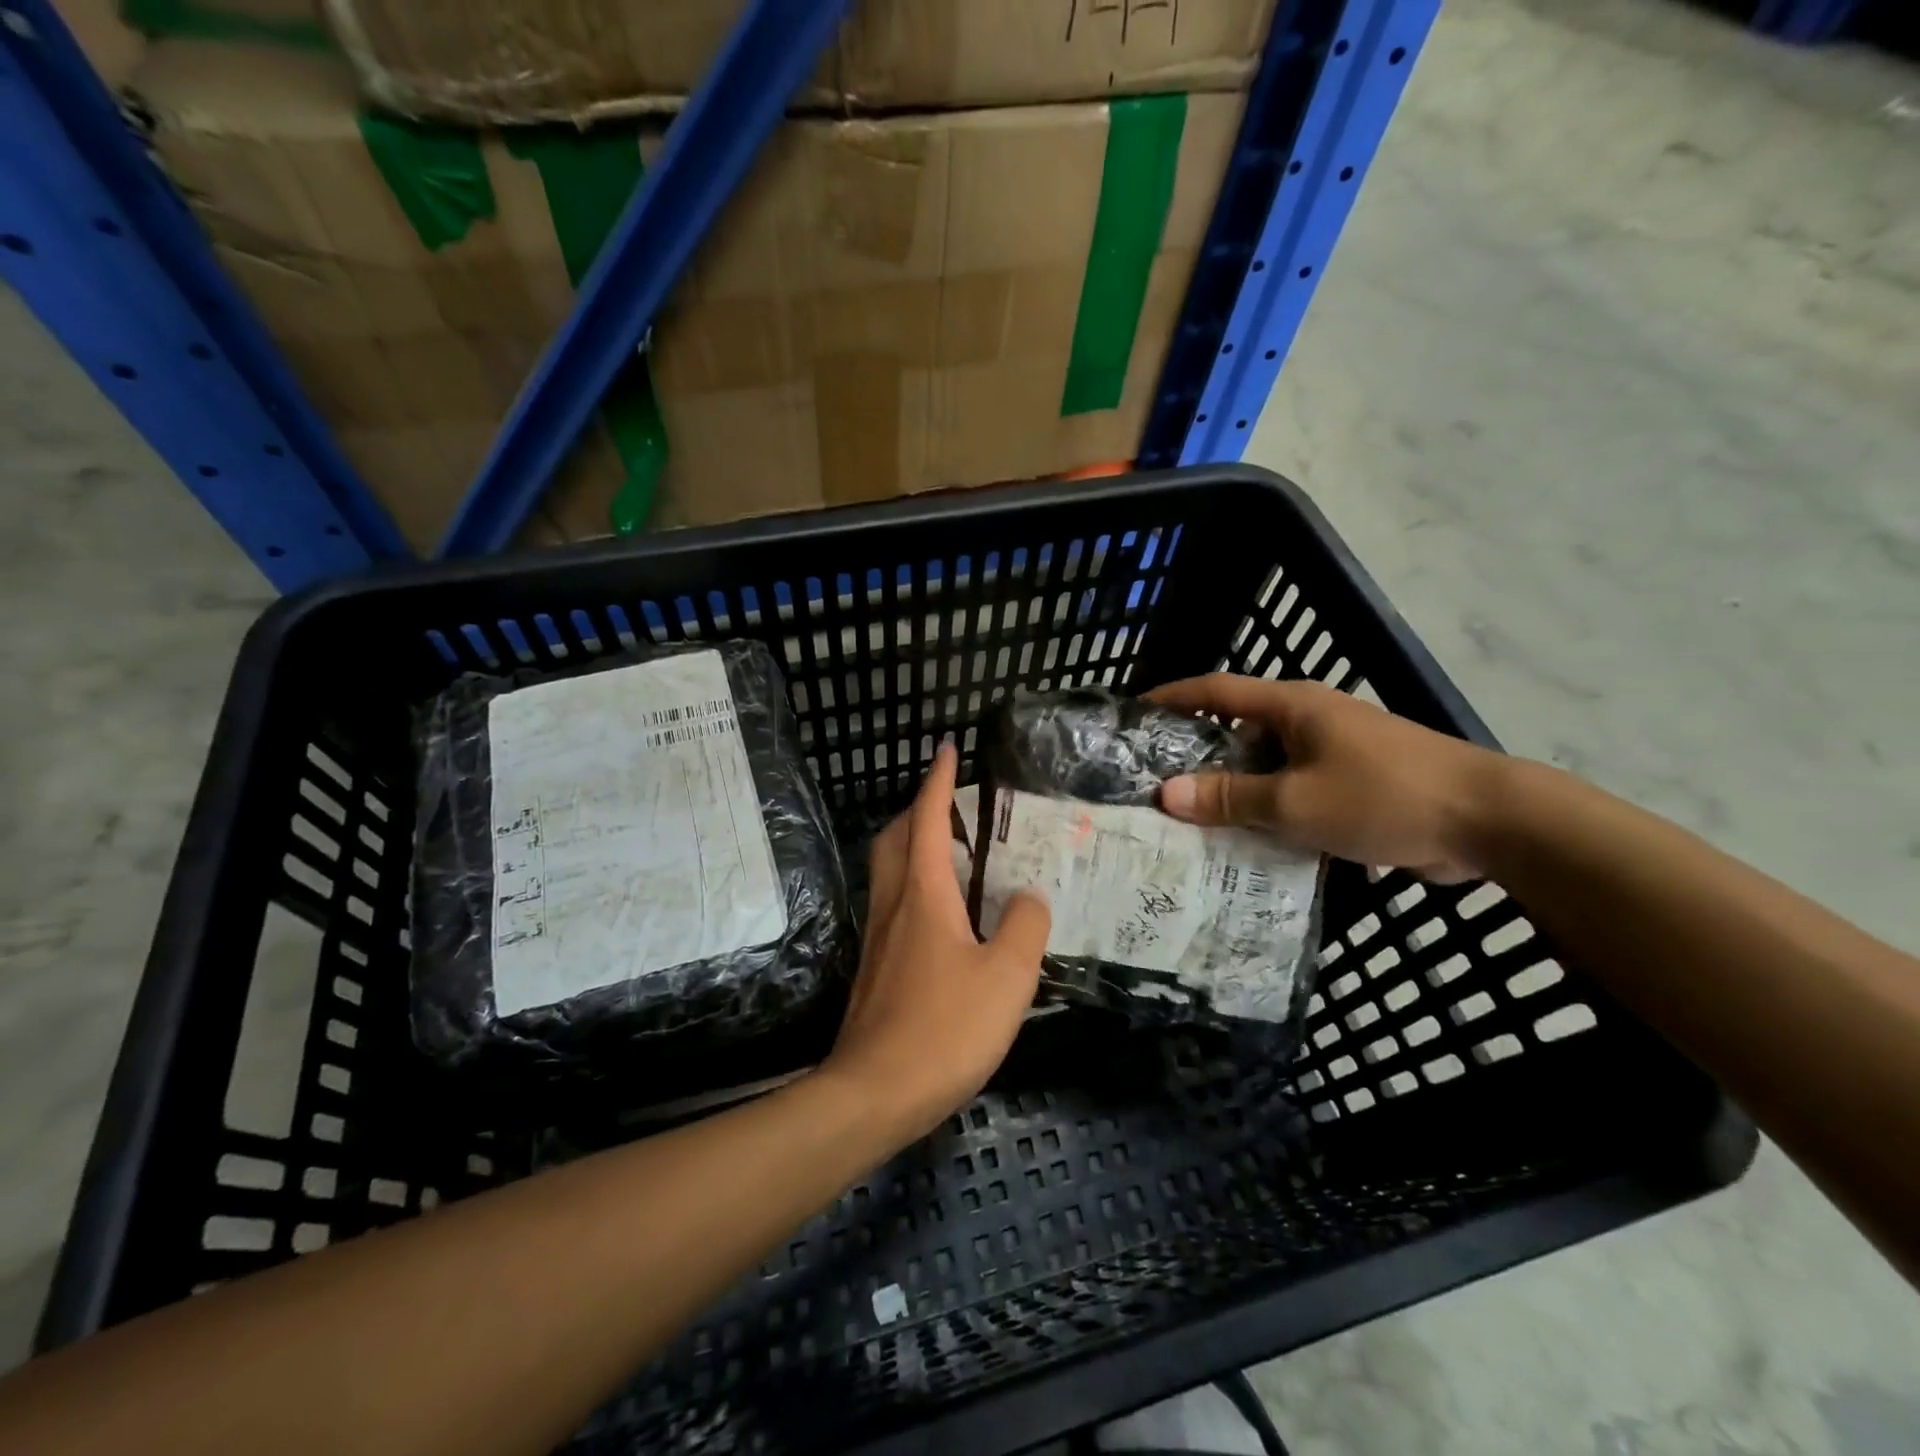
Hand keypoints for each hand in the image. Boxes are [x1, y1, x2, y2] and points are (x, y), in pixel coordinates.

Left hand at [822, 744, 1050, 1143]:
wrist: (875, 1092)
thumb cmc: (945, 1027)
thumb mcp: (1008, 976)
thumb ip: (1025, 926)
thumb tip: (1027, 898)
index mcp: (924, 893)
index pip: (929, 820)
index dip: (939, 781)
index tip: (948, 750)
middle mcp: (894, 904)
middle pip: (896, 837)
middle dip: (919, 808)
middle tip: (952, 802)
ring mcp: (879, 936)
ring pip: (889, 869)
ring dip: (914, 844)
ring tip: (953, 849)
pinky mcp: (876, 966)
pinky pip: (894, 902)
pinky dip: (915, 883)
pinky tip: (944, 912)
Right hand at [1147, 674, 1506, 881]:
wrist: (1489, 820)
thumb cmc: (1383, 796)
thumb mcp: (1295, 802)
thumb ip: (1231, 797)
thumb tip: (1167, 794)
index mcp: (1292, 706)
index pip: (1217, 689)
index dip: (1173, 697)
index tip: (1134, 712)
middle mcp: (1310, 719)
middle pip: (1237, 728)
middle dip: (1196, 752)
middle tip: (1155, 781)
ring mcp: (1335, 750)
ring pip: (1266, 765)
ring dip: (1233, 788)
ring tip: (1192, 817)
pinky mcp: (1355, 782)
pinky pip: (1295, 790)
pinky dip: (1269, 809)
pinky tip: (1249, 840)